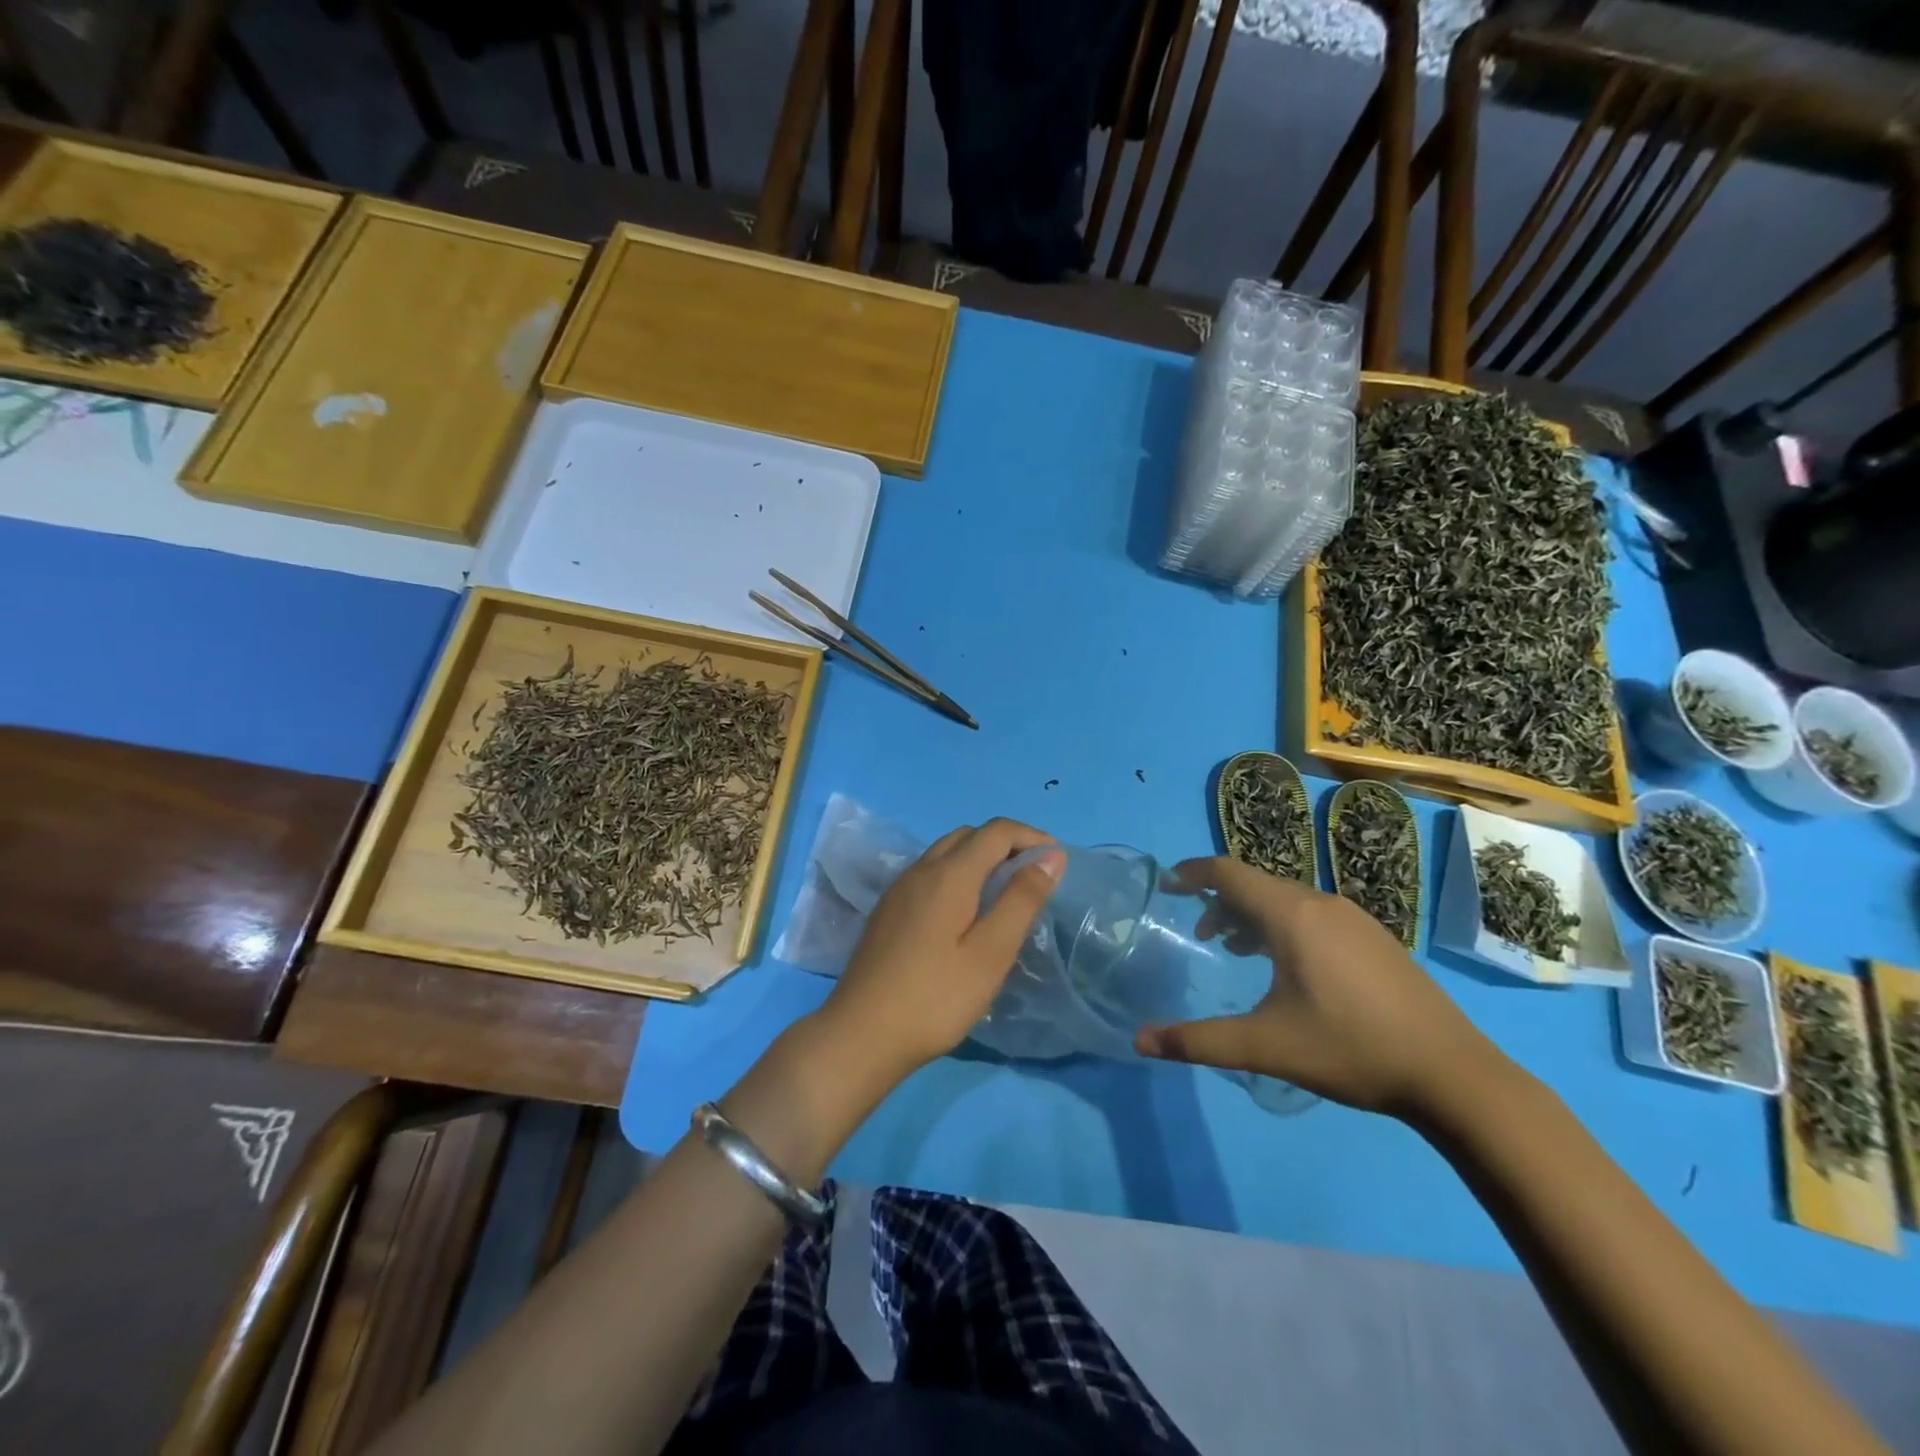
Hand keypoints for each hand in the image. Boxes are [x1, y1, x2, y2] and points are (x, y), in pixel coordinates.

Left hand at [820, 818, 1062, 1090]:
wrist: (860, 1035)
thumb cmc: (935, 998)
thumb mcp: (990, 953)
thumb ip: (1022, 900)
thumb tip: (1051, 855)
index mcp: (948, 874)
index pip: (996, 831)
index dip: (1030, 836)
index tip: (1056, 860)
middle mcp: (920, 870)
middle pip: (969, 835)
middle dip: (1006, 844)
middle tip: (1034, 877)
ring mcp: (899, 889)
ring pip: (945, 852)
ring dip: (980, 857)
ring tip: (1006, 893)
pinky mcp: (888, 910)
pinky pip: (929, 873)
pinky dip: (957, 874)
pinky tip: (966, 912)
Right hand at [1134, 856, 1500, 1117]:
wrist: (1454, 1074)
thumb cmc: (1350, 1049)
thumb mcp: (1265, 1046)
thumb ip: (1198, 1041)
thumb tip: (1140, 1041)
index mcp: (1292, 915)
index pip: (1229, 872)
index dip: (1193, 873)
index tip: (1167, 885)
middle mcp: (1321, 902)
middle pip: (1256, 884)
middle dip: (1221, 902)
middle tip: (1201, 935)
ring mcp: (1354, 918)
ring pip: (1286, 899)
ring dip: (1253, 915)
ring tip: (1238, 951)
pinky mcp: (1375, 937)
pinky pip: (1313, 913)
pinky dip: (1284, 925)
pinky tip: (1289, 967)